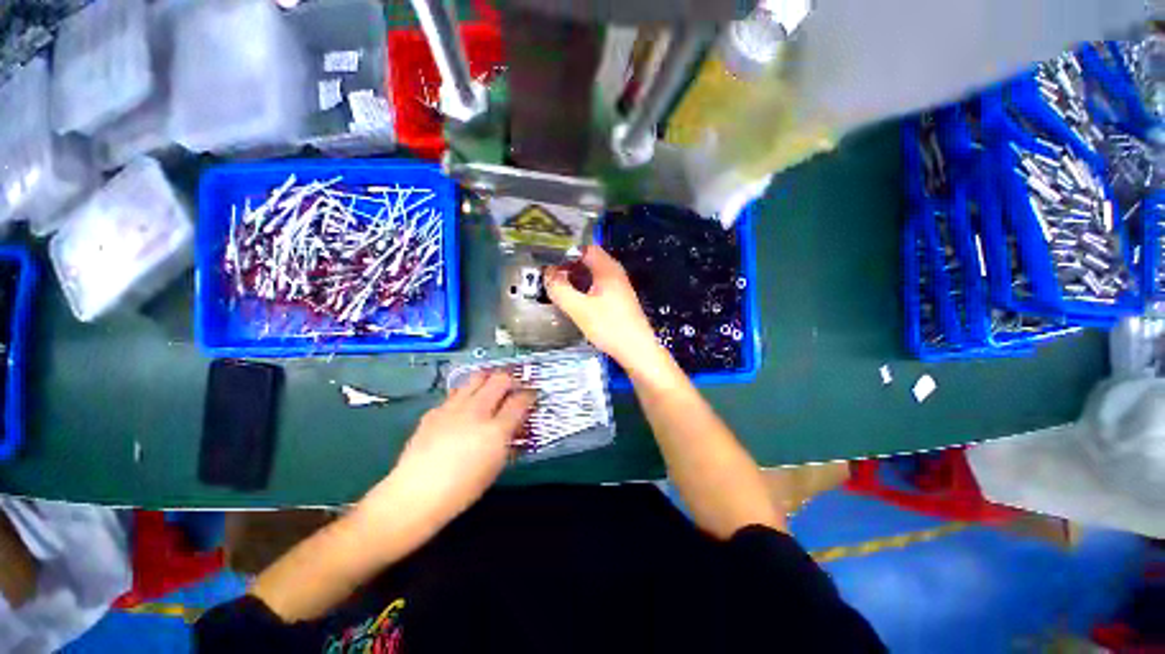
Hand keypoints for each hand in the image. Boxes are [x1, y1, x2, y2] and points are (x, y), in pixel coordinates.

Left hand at [355, 371, 534, 533]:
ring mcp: (453, 408)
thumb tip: (514, 424)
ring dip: (488, 380)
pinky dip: (466, 394)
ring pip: (477, 377)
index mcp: (495, 430)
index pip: (520, 400)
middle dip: (511, 379)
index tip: (532, 395)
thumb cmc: (462, 490)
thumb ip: (507, 439)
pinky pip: (456, 392)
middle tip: (514, 386)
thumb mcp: (495, 466)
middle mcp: (476, 412)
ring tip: (491, 388)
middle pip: (500, 379)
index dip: (530, 395)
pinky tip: (464, 407)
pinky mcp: (435, 410)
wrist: (415, 495)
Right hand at [545, 245, 663, 373]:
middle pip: (589, 261)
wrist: (636, 350)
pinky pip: (598, 286)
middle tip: (551, 276)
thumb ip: (560, 290)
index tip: (550, 262)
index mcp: (607, 269)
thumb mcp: (579, 309)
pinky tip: (575, 300)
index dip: (566, 252)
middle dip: (569, 266)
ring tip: (559, 287)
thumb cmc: (609, 326)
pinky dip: (584, 288)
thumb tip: (547, 274)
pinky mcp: (618, 299)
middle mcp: (615, 273)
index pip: (585, 248)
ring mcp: (618, 287)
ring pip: (593, 274)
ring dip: (576, 278)